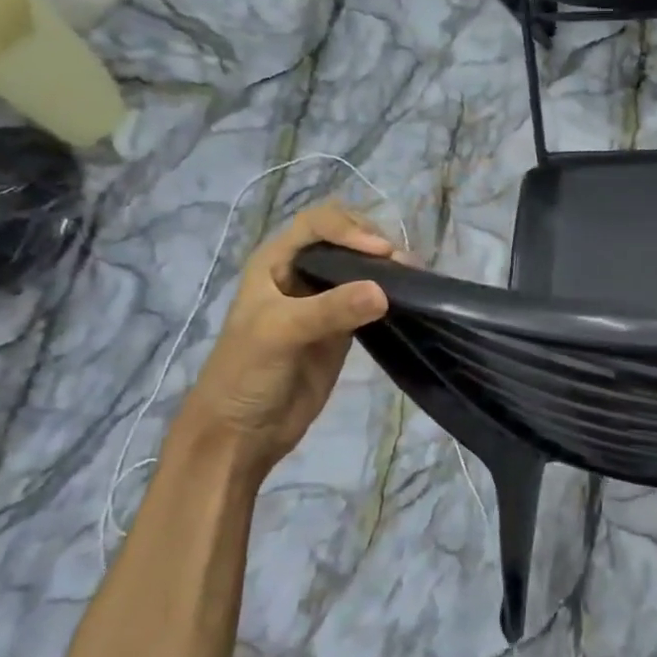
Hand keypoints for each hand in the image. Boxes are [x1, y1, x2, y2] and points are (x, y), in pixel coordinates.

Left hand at [174, 202, 394, 478]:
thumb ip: (329, 310)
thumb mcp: (280, 333)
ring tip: (414, 278)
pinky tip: (409, 297)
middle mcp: (301, 272)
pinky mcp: (343, 328)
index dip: (350, 229)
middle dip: (375, 243)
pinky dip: (391, 294)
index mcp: (275, 261)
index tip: (380, 252)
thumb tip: (383, 292)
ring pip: (362, 268)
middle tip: (404, 265)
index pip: (318, 224)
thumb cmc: (246, 373)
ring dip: (388, 267)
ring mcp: (324, 301)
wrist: (242, 432)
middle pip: (345, 238)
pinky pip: (371, 300)